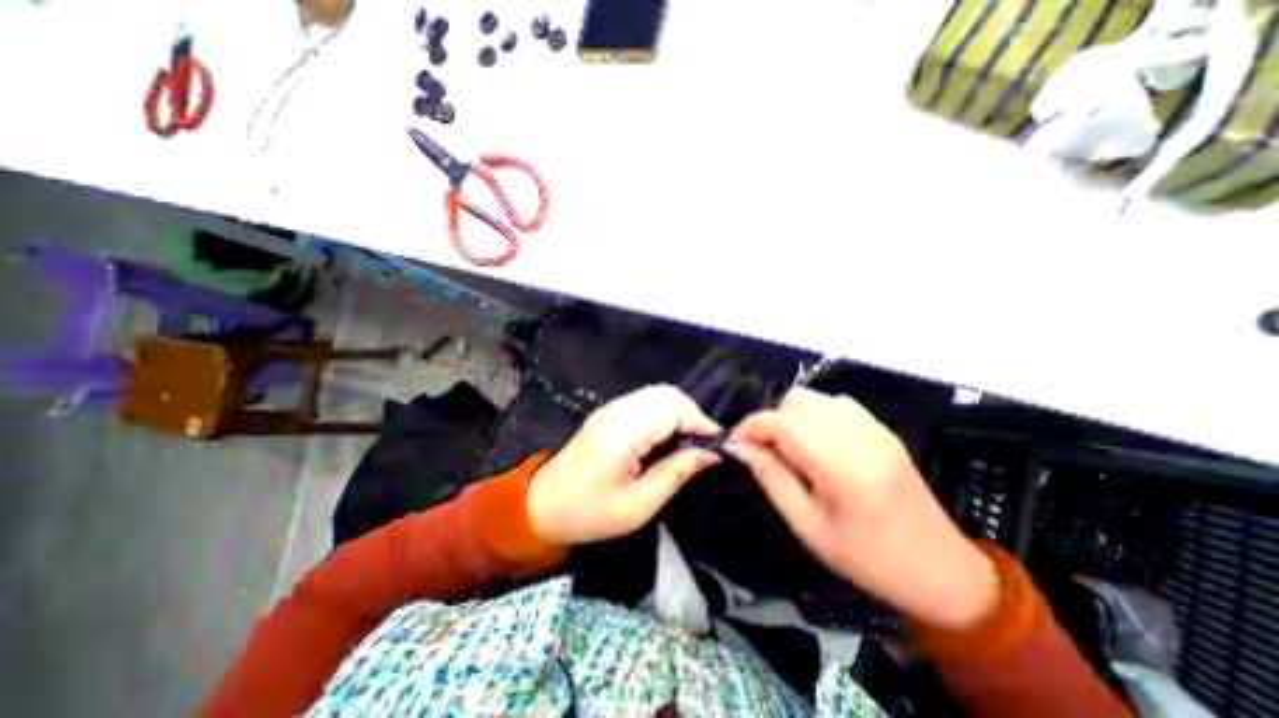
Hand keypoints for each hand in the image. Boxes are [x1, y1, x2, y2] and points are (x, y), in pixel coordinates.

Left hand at [522, 387, 718, 542]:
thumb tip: (711, 454)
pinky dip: (665, 413)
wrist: (543, 504)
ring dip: (680, 413)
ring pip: (658, 394)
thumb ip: (676, 473)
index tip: (717, 445)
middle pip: (667, 394)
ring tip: (690, 442)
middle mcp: (616, 411)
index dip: (700, 422)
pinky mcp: (610, 412)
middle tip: (703, 445)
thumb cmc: (590, 513)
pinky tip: (669, 436)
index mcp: (621, 434)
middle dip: (692, 415)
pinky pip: (647, 401)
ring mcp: (611, 408)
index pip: (672, 409)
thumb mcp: (639, 505)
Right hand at [730, 386, 996, 628]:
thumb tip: (740, 447)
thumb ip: (770, 477)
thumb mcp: (807, 525)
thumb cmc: (866, 558)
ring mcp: (874, 427)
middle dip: (770, 421)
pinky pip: (836, 404)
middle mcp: (857, 433)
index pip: (779, 422)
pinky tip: (817, 443)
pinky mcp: (882, 429)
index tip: (735, 445)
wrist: (941, 571)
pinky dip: (815, 415)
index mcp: (839, 462)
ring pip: (813, 397)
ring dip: (791, 417)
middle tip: (765, 453)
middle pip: (794, 401)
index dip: (749, 427)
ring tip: (790, 450)